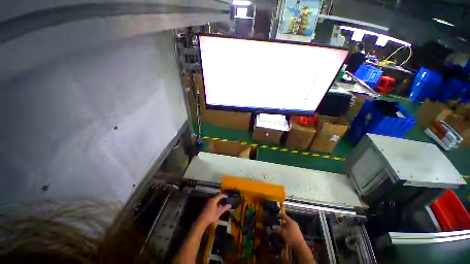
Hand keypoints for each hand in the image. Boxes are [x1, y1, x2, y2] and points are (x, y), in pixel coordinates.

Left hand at [198, 194, 231, 226]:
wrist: (202, 220)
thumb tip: (229, 205)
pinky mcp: (204, 205)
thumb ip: (224, 208)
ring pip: (212, 199)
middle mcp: (209, 199)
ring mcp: (206, 202)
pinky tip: (215, 206)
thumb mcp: (219, 212)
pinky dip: (213, 203)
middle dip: (220, 198)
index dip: (223, 196)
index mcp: (213, 200)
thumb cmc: (211, 216)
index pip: (219, 195)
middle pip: (215, 196)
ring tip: (220, 203)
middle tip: (224, 199)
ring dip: (216, 200)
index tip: (227, 196)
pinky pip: (209, 202)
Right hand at [273, 213, 303, 246]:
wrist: (298, 243)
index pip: (285, 216)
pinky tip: (281, 233)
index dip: (280, 215)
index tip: (276, 215)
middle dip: (280, 223)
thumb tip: (273, 226)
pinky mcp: (295, 231)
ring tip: (277, 230)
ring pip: (287, 225)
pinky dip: (284, 230)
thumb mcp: (283, 233)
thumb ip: (278, 229)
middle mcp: (293, 223)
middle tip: (274, 225)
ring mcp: (295, 227)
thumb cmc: (290, 236)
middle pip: (286, 221)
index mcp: (291, 222)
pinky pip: (288, 229)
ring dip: (282, 227)